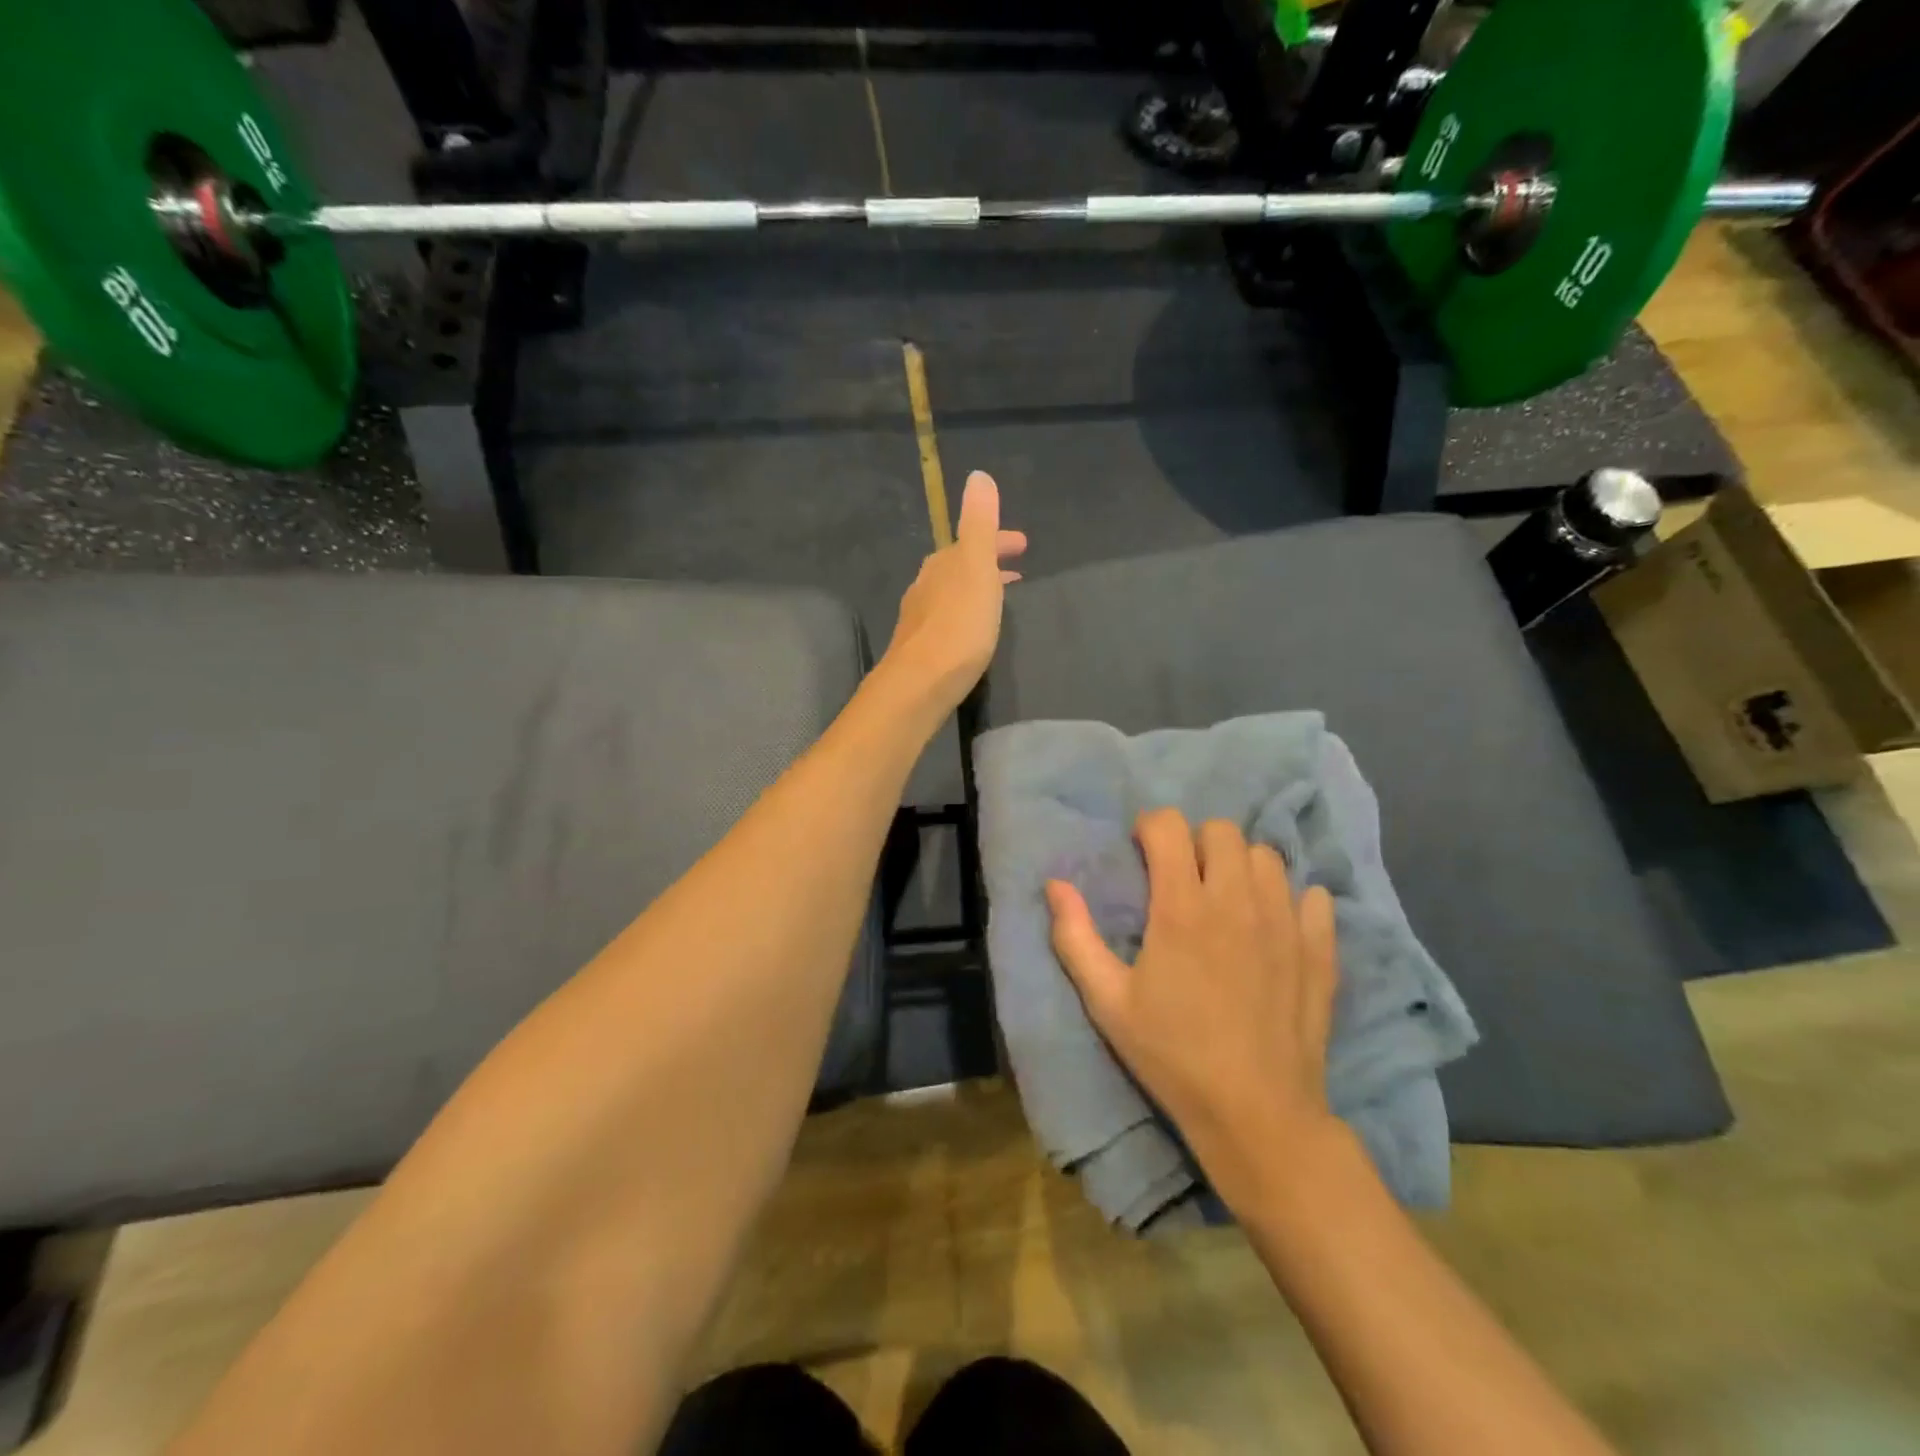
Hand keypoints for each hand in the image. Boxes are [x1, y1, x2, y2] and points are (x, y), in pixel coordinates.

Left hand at [885, 471, 1026, 710]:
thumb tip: (978, 476)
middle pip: (960, 565)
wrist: (920, 683)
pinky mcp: (920, 647)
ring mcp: (919, 617)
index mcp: (943, 564)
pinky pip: (948, 618)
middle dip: (988, 562)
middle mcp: (926, 585)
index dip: (998, 539)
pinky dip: (966, 613)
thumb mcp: (975, 567)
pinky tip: (971, 631)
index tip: (1023, 545)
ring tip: (999, 598)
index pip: (972, 540)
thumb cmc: (958, 625)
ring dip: (977, 588)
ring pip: (953, 592)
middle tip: (1016, 570)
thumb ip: (978, 523)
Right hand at [1046, 810, 1341, 1201]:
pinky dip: (1292, 899)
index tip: (1142, 852)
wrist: (1257, 1114)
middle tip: (1183, 878)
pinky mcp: (1320, 950)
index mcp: (1182, 908)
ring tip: (1227, 900)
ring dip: (1241, 866)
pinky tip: (1274, 926)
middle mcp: (1236, 901)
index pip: (1169, 827)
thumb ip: (1075, 937)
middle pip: (1221, 831)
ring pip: (1267, 857)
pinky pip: (1314, 896)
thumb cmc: (1172, 1055)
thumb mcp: (1108, 1002)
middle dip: (1195, 842)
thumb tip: (1055, 883)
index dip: (1150, 828)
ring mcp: (1285, 923)